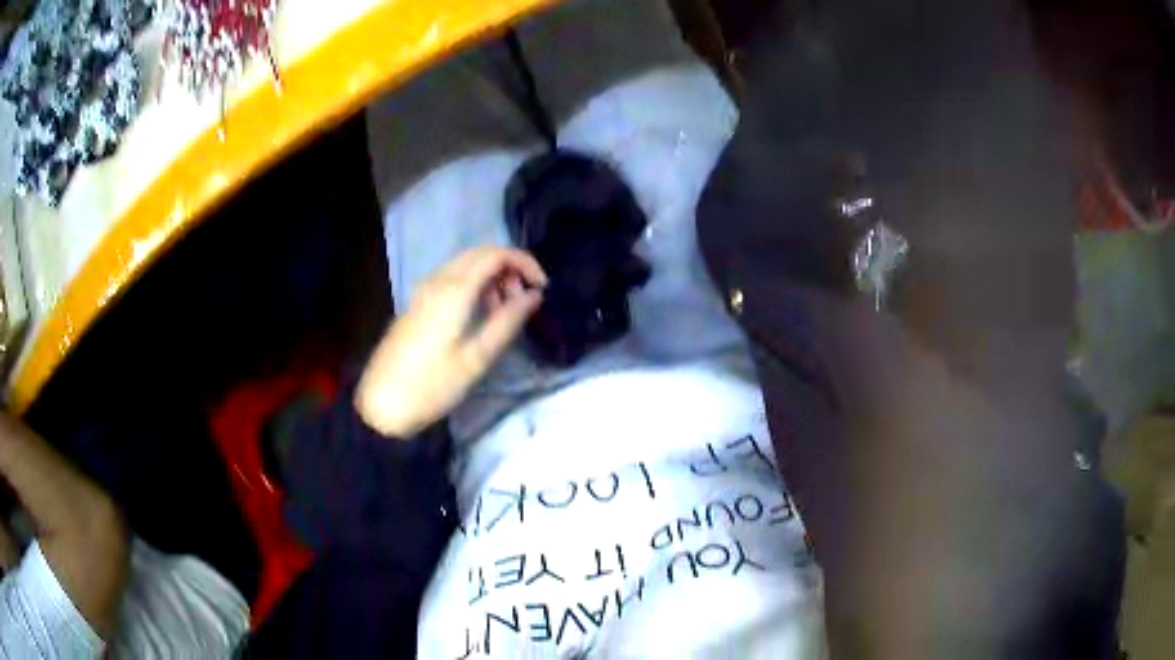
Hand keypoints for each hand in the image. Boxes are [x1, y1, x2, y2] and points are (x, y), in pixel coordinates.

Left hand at [356, 247, 546, 437]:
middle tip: (525, 300)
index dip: (525, 263)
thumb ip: (508, 321)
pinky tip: (480, 315)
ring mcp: (424, 290)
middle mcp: (437, 280)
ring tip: (505, 312)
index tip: (543, 288)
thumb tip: (535, 295)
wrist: (382, 404)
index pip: (496, 254)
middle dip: (509, 268)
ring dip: (492, 278)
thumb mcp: (477, 358)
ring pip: (466, 266)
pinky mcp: (417, 303)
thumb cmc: (433, 385)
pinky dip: (474, 287)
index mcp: (454, 289)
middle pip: (480, 254)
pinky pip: (452, 280)